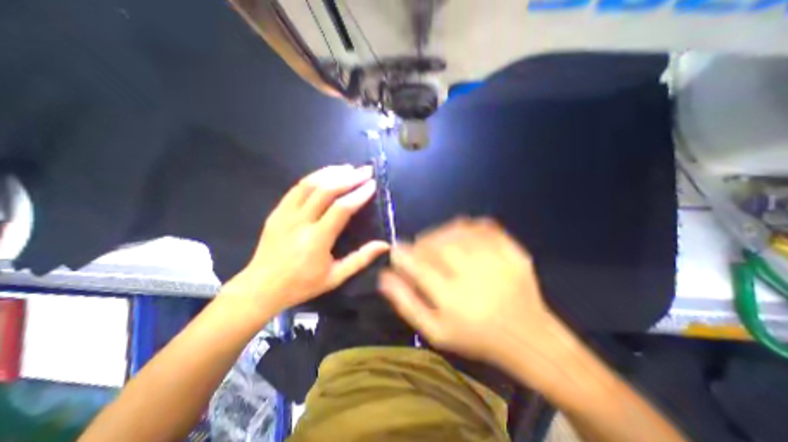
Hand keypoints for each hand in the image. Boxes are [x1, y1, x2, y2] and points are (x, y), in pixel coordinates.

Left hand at [229, 165, 387, 313]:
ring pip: (309, 184)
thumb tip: (385, 244)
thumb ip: (361, 259)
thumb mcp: (336, 277)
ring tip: (348, 168)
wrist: (261, 288)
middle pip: (326, 191)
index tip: (372, 184)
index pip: (342, 209)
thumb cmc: (302, 285)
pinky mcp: (276, 212)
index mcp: (317, 240)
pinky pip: (296, 189)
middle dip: (349, 177)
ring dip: (331, 173)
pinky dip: (313, 178)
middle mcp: (300, 222)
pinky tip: (325, 175)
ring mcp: (285, 214)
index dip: (359, 194)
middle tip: (365, 171)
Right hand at [380, 217, 560, 365]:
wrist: (528, 337)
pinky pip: (485, 226)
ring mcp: (496, 261)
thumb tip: (384, 277)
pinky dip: (468, 225)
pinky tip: (462, 233)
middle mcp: (473, 276)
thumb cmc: (476, 337)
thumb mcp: (436, 331)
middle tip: (419, 248)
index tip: (396, 250)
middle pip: (437, 244)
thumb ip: (407, 303)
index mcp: (452, 299)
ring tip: (437, 241)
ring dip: (441, 231)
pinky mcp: (513, 252)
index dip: (402, 254)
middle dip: (421, 242)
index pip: (417, 266)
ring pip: (458, 231)